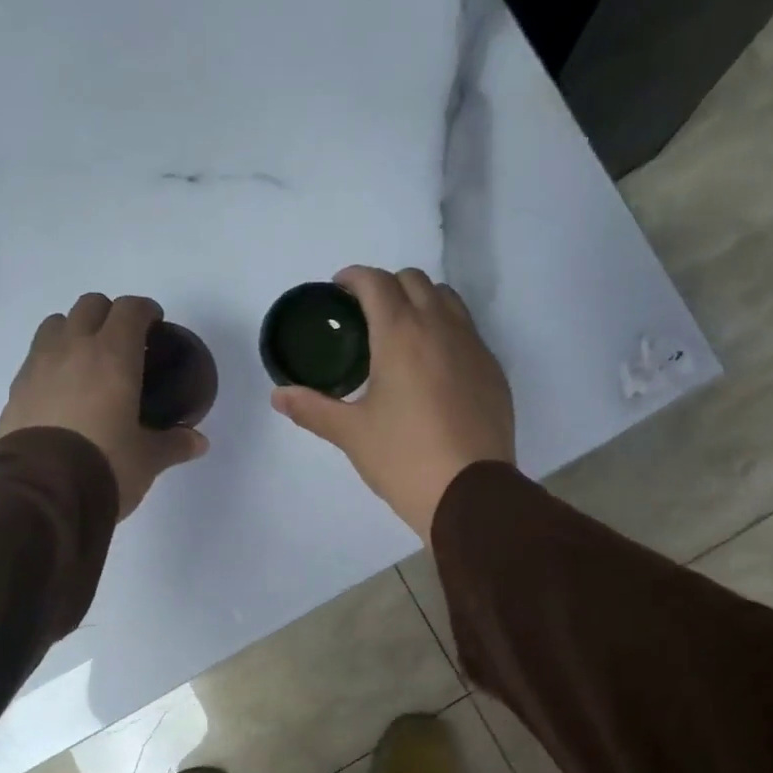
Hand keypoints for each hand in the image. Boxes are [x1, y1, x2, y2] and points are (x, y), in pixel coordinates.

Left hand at [0, 293, 207, 518]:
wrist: (41, 491)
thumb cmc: (105, 465)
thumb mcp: (147, 459)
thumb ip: (173, 444)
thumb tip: (198, 442)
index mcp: (113, 356)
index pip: (130, 310)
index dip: (145, 310)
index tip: (155, 324)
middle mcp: (73, 348)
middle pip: (90, 305)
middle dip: (109, 315)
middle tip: (124, 342)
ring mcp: (38, 365)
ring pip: (56, 324)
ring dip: (74, 331)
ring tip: (88, 361)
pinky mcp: (16, 389)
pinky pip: (36, 358)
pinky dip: (52, 361)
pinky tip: (63, 391)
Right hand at [271, 266, 512, 541]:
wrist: (470, 493)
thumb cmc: (404, 458)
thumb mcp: (351, 434)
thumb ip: (312, 408)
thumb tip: (278, 395)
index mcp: (401, 334)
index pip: (376, 282)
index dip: (354, 278)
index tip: (339, 290)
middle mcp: (441, 328)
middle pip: (414, 281)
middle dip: (387, 287)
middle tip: (366, 315)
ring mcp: (474, 347)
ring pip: (447, 300)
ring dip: (421, 302)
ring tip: (402, 334)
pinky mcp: (493, 371)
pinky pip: (468, 332)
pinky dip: (446, 332)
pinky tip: (433, 368)